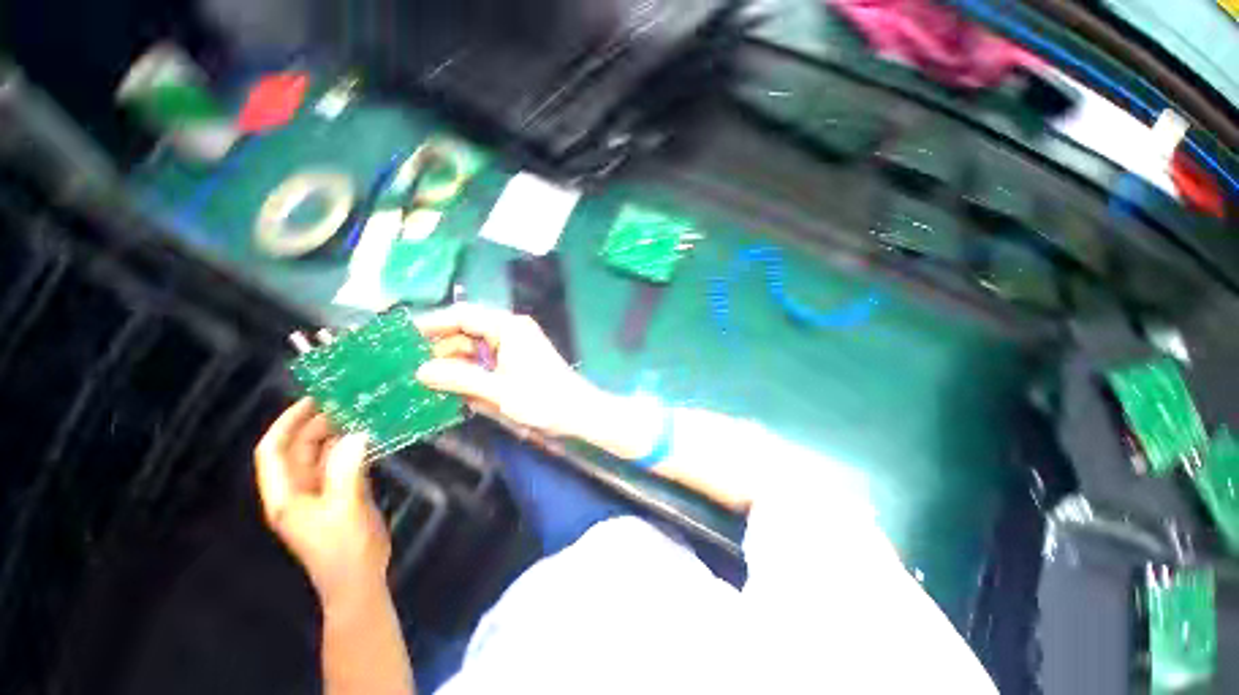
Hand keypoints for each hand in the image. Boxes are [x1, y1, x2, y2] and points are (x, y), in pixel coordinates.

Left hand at [254, 398, 390, 606]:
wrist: (359, 580)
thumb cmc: (344, 550)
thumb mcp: (345, 509)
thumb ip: (347, 470)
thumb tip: (356, 433)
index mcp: (286, 496)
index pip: (273, 451)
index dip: (287, 423)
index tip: (312, 399)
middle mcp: (298, 491)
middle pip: (299, 450)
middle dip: (316, 424)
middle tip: (346, 402)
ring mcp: (319, 494)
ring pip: (322, 456)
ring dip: (337, 435)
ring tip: (360, 413)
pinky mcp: (340, 495)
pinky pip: (341, 464)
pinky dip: (352, 448)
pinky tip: (369, 437)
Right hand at [413, 303, 596, 437]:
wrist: (578, 413)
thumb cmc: (543, 400)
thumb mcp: (498, 391)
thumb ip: (459, 379)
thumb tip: (420, 370)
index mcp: (508, 328)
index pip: (462, 315)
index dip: (431, 324)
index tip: (402, 338)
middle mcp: (510, 331)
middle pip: (466, 332)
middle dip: (440, 349)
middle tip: (408, 368)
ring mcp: (514, 346)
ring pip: (474, 349)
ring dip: (453, 364)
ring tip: (423, 382)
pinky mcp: (516, 362)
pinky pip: (486, 362)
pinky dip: (469, 374)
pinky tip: (452, 390)